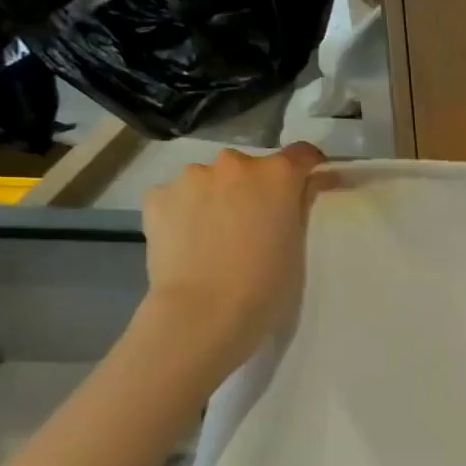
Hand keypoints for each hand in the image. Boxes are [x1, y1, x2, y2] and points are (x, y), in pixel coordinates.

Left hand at [140, 143, 325, 378]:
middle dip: (253, 188)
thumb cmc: (266, 283)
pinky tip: (187, 241)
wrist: (203, 311)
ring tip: (214, 235)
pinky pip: (178, 196)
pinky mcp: (157, 197)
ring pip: (210, 180)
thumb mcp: (297, 242)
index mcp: (277, 174)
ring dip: (216, 197)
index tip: (308, 186)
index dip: (308, 168)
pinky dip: (185, 211)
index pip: (303, 154)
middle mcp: (234, 163)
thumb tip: (306, 187)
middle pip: (251, 168)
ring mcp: (191, 177)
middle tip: (253, 223)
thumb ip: (299, 206)